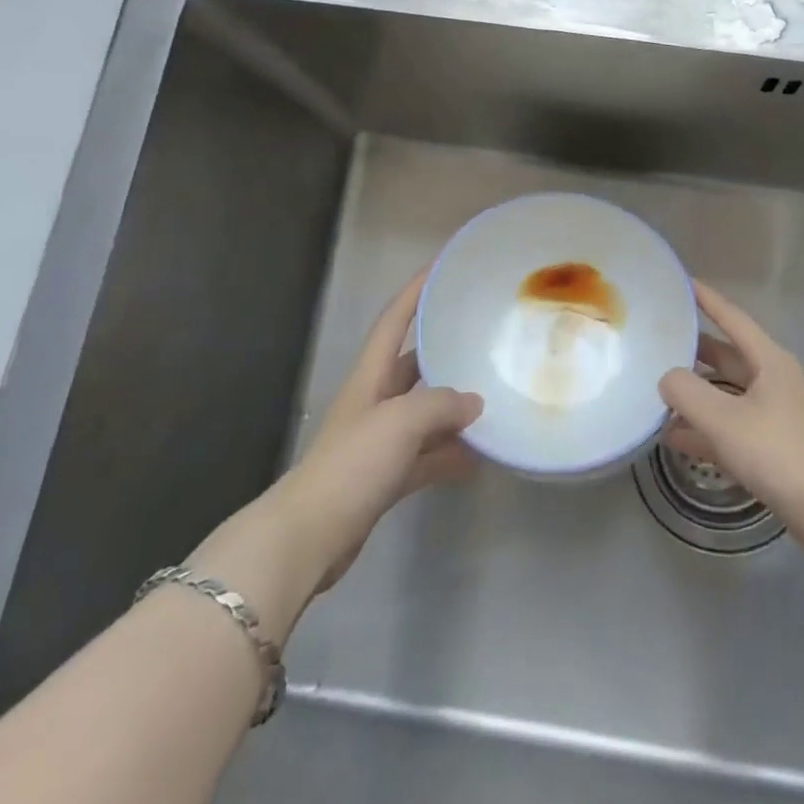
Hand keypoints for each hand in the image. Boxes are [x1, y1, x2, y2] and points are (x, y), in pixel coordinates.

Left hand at [192, 273, 482, 637]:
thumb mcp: (400, 422)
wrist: (309, 537)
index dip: (416, 291)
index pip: (394, 320)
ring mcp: (381, 441)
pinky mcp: (386, 477)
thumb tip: (474, 403)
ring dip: (454, 407)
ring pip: (425, 412)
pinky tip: (480, 456)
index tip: (442, 267)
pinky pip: (428, 455)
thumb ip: (441, 404)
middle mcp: (375, 401)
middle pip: (413, 363)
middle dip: (443, 347)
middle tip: (483, 333)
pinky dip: (451, 454)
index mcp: (370, 377)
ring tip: (494, 395)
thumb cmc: (352, 464)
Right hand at [659, 281, 803, 549]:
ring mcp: (772, 414)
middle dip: (692, 349)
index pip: (731, 317)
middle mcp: (772, 379)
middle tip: (655, 340)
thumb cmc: (778, 453)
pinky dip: (704, 428)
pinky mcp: (770, 447)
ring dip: (695, 392)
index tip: (680, 283)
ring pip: (725, 393)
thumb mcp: (724, 419)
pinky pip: (729, 426)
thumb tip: (666, 378)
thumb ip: (686, 392)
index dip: (705, 299)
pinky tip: (674, 437)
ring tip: (656, 390)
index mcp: (768, 360)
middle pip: (725, 355)